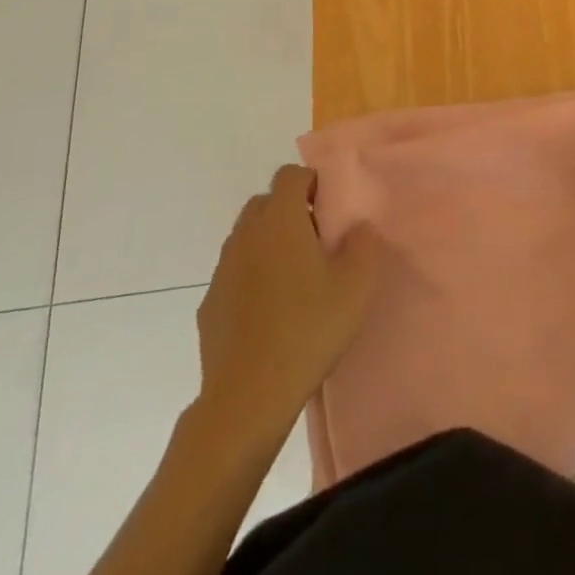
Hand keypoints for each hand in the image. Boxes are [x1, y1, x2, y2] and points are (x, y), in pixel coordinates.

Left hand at [195, 165, 379, 446]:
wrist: (247, 398)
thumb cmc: (307, 331)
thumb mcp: (356, 287)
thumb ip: (364, 246)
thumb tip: (358, 228)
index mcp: (280, 221)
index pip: (290, 175)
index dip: (311, 183)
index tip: (328, 209)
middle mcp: (246, 235)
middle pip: (265, 202)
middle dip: (289, 211)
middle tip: (315, 242)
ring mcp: (223, 269)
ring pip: (247, 237)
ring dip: (269, 243)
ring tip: (294, 279)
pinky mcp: (210, 303)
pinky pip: (234, 273)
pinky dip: (251, 277)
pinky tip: (269, 312)